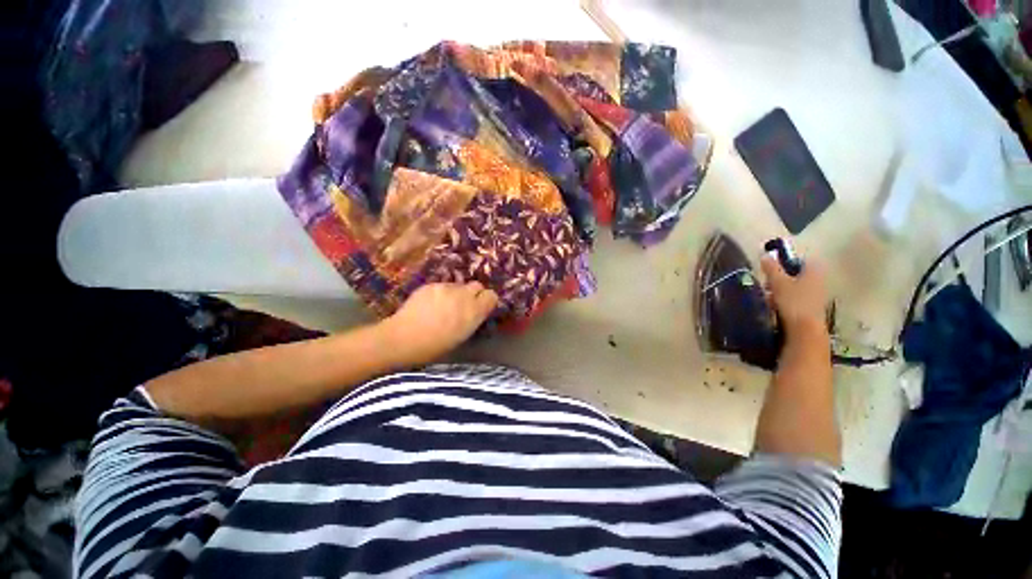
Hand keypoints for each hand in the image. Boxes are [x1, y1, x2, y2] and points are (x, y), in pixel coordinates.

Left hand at [383, 282, 498, 364]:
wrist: (403, 338)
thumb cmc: (434, 346)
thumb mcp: (462, 335)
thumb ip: (473, 319)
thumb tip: (476, 311)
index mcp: (474, 311)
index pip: (492, 296)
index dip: (487, 301)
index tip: (481, 308)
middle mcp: (463, 295)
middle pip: (477, 285)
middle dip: (473, 294)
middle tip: (464, 305)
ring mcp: (446, 288)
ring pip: (459, 285)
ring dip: (456, 293)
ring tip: (443, 306)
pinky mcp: (432, 284)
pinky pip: (443, 286)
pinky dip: (441, 293)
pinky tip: (430, 304)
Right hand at [760, 252, 827, 338]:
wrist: (805, 331)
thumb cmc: (794, 302)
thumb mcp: (778, 282)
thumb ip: (772, 268)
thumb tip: (765, 254)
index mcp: (814, 271)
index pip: (801, 260)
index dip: (786, 261)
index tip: (771, 267)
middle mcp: (819, 281)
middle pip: (798, 274)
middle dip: (781, 277)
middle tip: (766, 282)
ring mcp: (817, 296)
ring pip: (796, 288)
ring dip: (781, 290)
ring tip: (766, 296)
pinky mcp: (811, 309)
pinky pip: (796, 300)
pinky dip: (785, 301)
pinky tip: (773, 307)